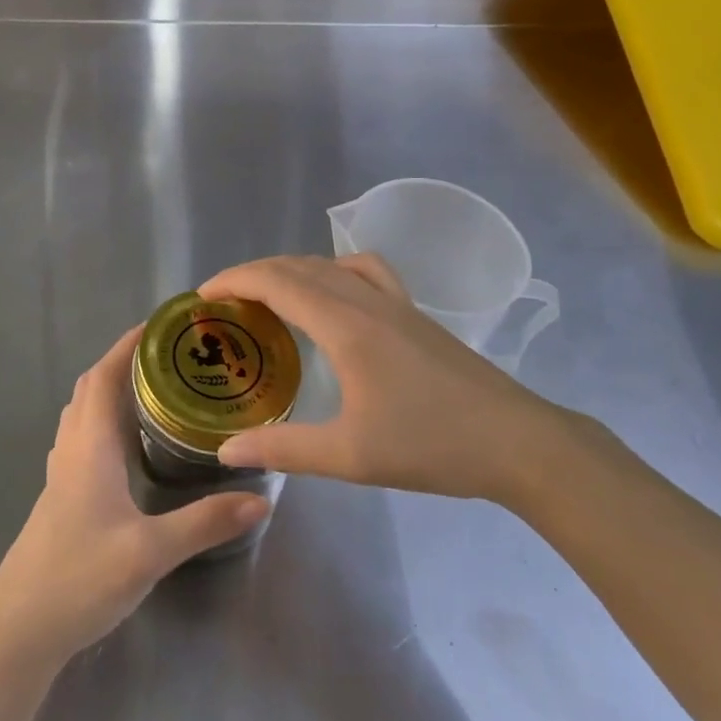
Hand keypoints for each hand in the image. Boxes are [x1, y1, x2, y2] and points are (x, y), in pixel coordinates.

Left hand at [0, 327, 269, 671]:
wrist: (17, 631)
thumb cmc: (78, 578)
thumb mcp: (149, 552)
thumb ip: (204, 524)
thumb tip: (261, 498)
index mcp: (89, 445)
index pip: (104, 376)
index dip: (128, 345)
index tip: (162, 326)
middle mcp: (72, 449)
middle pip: (92, 387)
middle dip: (125, 361)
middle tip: (170, 357)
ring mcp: (62, 473)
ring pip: (83, 412)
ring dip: (112, 389)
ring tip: (155, 390)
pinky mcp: (61, 496)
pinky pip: (82, 437)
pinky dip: (104, 420)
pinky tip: (128, 445)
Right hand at [201, 254, 568, 506]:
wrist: (517, 442)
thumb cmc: (432, 446)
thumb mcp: (350, 455)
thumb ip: (283, 449)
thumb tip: (226, 452)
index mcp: (345, 325)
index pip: (277, 282)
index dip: (234, 280)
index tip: (202, 295)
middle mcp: (365, 300)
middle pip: (297, 266)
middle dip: (253, 274)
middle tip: (223, 301)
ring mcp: (394, 301)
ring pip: (329, 264)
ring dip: (289, 270)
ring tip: (266, 296)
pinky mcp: (413, 312)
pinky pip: (364, 270)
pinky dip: (333, 269)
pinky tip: (332, 293)